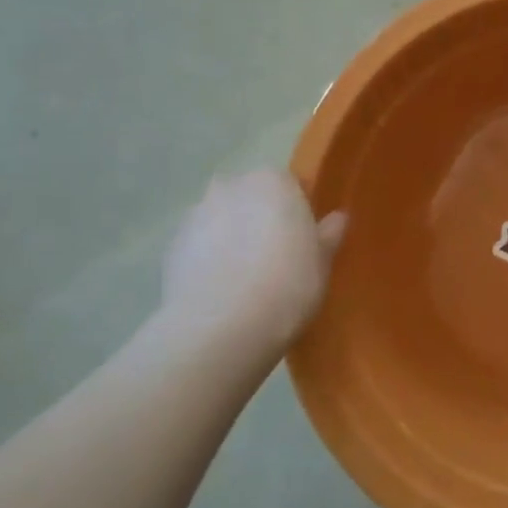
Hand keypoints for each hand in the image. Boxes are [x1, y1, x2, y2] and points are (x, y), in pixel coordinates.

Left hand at [159, 169, 345, 376]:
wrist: (221, 327)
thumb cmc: (288, 283)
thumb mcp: (322, 261)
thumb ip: (329, 234)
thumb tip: (337, 218)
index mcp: (272, 181)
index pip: (290, 184)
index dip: (297, 211)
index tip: (303, 239)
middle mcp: (230, 186)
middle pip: (251, 197)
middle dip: (260, 218)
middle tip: (276, 256)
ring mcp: (195, 215)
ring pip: (222, 220)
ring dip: (231, 237)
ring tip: (245, 278)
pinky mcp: (170, 247)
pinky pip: (199, 247)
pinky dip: (208, 260)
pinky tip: (221, 290)